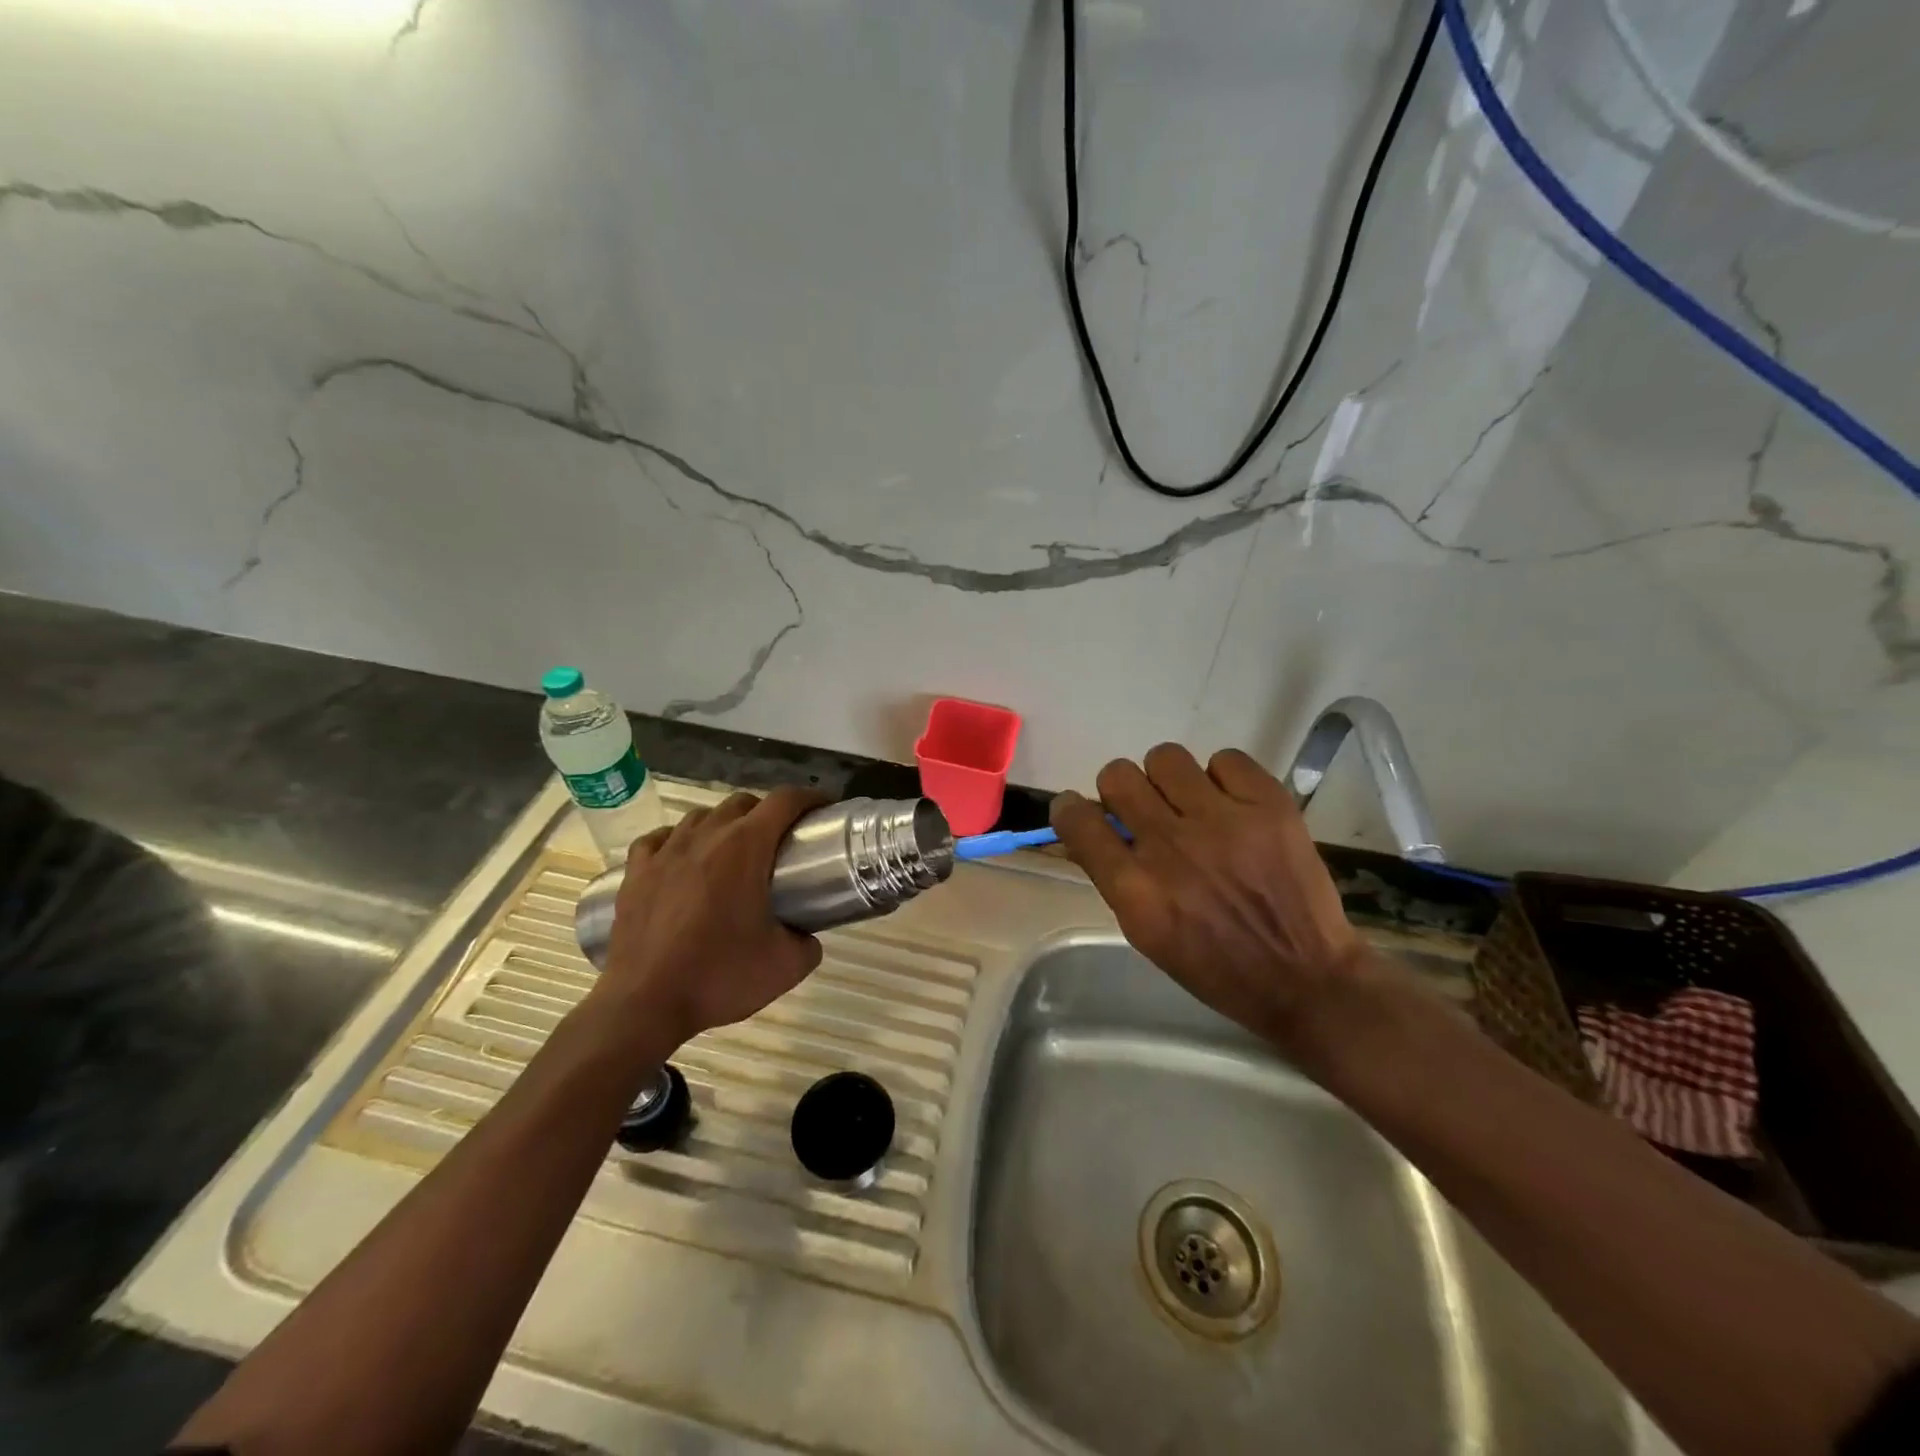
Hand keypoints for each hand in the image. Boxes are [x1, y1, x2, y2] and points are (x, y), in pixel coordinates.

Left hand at [592, 788, 826, 1048]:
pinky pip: (660, 839)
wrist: (644, 1005)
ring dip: (724, 824)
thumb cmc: (719, 977)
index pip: (784, 801)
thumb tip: (807, 935)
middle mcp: (705, 836)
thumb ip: (808, 943)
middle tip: (779, 842)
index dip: (810, 798)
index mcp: (745, 847)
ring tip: (733, 852)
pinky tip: (682, 859)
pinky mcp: (635, 871)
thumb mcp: (786, 967)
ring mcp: (665, 851)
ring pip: (701, 816)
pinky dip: (678, 841)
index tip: (823, 810)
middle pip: (743, 803)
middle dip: (767, 813)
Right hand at [1050, 745, 1366, 1056]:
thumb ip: (1116, 877)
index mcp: (1136, 891)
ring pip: (1165, 757)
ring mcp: (1223, 822)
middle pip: (1118, 776)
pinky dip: (1222, 778)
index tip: (1078, 810)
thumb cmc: (1216, 967)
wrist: (1305, 978)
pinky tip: (1232, 805)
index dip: (1070, 808)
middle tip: (1145, 810)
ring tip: (1190, 803)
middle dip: (1121, 791)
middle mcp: (1172, 848)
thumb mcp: (1146, 934)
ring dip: (1168, 779)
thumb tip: (1093, 830)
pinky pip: (1225, 759)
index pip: (1078, 821)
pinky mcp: (1269, 806)